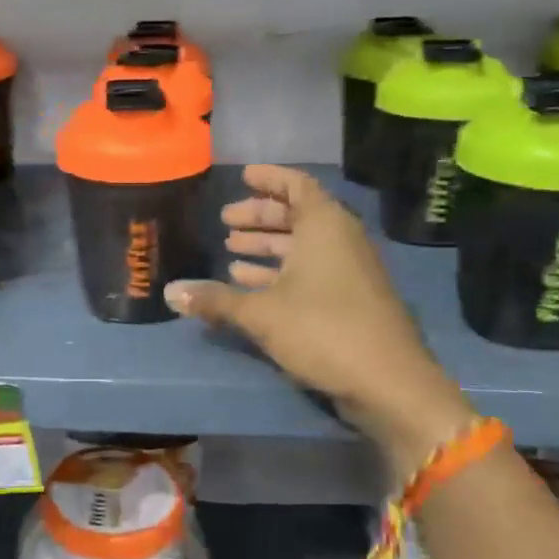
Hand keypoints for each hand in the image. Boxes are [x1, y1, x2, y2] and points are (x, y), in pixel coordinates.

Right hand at [164, 164, 472, 452]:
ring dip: (268, 247)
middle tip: (226, 222)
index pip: (296, 186)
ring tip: (232, 252)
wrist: (389, 382)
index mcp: (324, 226)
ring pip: (303, 247)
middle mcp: (341, 240)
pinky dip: (281, 273)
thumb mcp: (261, 313)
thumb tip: (170, 292)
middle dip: (260, 217)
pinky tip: (251, 286)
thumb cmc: (323, 330)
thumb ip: (215, 300)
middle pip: (297, 215)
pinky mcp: (351, 300)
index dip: (269, 179)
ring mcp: (349, 271)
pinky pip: (311, 272)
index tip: (243, 176)